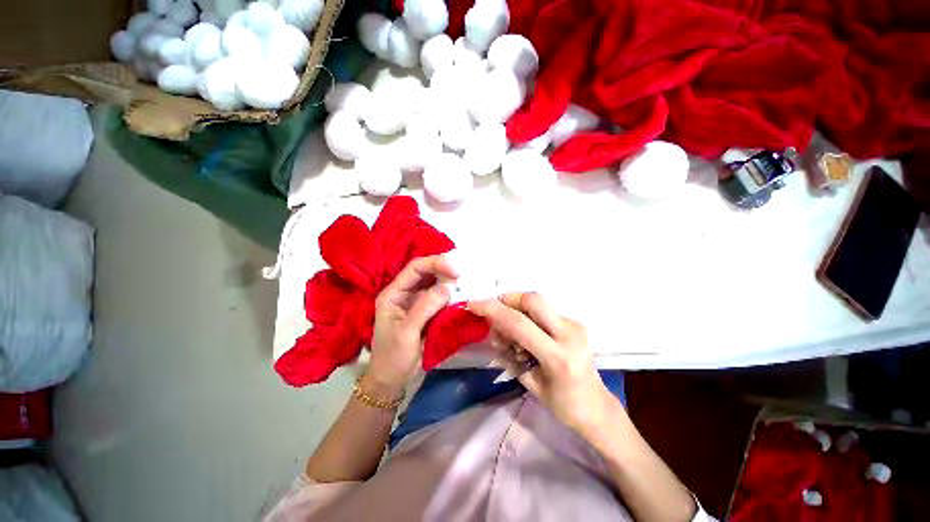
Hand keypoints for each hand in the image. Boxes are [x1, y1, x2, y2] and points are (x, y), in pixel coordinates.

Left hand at [365, 255, 457, 399]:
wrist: (391, 382)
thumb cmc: (393, 358)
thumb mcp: (407, 332)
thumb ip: (426, 306)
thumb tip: (449, 285)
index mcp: (393, 293)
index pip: (415, 268)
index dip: (435, 263)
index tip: (455, 269)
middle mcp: (404, 294)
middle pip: (425, 273)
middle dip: (444, 269)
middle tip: (463, 273)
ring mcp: (416, 303)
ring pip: (434, 284)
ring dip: (448, 281)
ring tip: (465, 280)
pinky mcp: (426, 313)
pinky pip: (439, 298)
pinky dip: (450, 295)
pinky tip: (461, 293)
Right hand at [469, 293, 621, 436]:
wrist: (596, 406)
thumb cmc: (562, 404)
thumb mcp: (529, 382)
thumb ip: (510, 353)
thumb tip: (494, 329)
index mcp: (557, 357)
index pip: (519, 324)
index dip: (492, 310)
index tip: (473, 304)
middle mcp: (570, 334)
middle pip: (533, 300)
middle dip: (508, 299)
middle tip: (494, 310)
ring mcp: (576, 325)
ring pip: (538, 302)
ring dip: (517, 307)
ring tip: (510, 328)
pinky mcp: (576, 322)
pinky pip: (545, 310)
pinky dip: (528, 314)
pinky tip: (526, 331)